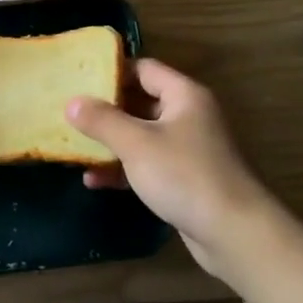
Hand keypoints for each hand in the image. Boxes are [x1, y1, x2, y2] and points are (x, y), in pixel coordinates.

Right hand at [67, 59, 275, 279]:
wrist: (234, 233)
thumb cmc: (184, 175)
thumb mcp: (135, 143)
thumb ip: (101, 119)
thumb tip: (71, 102)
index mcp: (184, 96)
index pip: (144, 69)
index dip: (112, 71)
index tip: (78, 79)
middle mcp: (188, 116)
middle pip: (139, 102)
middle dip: (104, 109)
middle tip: (69, 112)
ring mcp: (187, 149)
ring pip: (140, 135)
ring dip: (109, 142)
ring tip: (74, 147)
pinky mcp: (184, 178)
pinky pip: (146, 163)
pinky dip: (122, 168)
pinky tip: (94, 181)